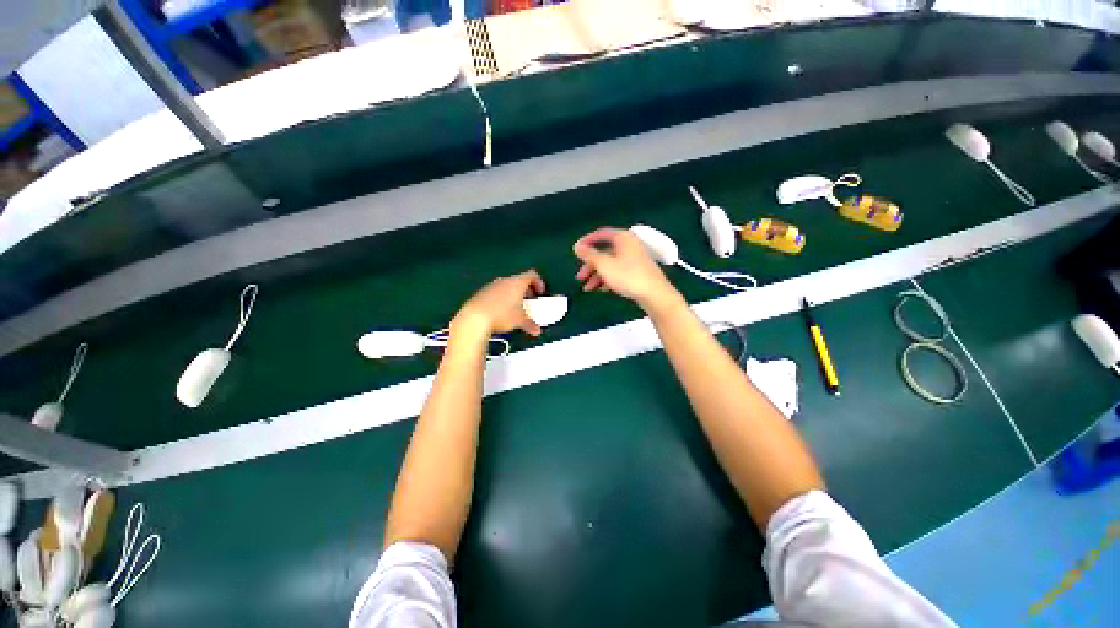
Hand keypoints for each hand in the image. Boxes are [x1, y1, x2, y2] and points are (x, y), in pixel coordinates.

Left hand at [452, 270, 546, 337]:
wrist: (475, 318)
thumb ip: (531, 324)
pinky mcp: (482, 293)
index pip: (531, 275)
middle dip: (526, 290)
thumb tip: (537, 330)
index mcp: (517, 282)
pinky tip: (501, 311)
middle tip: (529, 301)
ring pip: (507, 286)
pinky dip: (502, 298)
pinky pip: (496, 292)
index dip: (538, 282)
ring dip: (513, 294)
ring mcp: (492, 286)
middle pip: (519, 280)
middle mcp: (505, 281)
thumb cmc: (502, 315)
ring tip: (515, 308)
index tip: (540, 293)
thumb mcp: (520, 321)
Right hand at [573, 228, 680, 310]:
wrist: (654, 294)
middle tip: (580, 277)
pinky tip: (601, 289)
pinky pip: (618, 271)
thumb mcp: (604, 265)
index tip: (576, 251)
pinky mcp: (637, 272)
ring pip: (610, 264)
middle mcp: (629, 245)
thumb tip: (577, 246)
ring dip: (597, 275)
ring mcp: (634, 259)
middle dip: (590, 265)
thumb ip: (589, 255)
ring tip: (587, 288)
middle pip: (604, 252)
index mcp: (622, 238)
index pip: (601, 234)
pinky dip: (607, 278)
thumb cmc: (627, 276)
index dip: (586, 241)